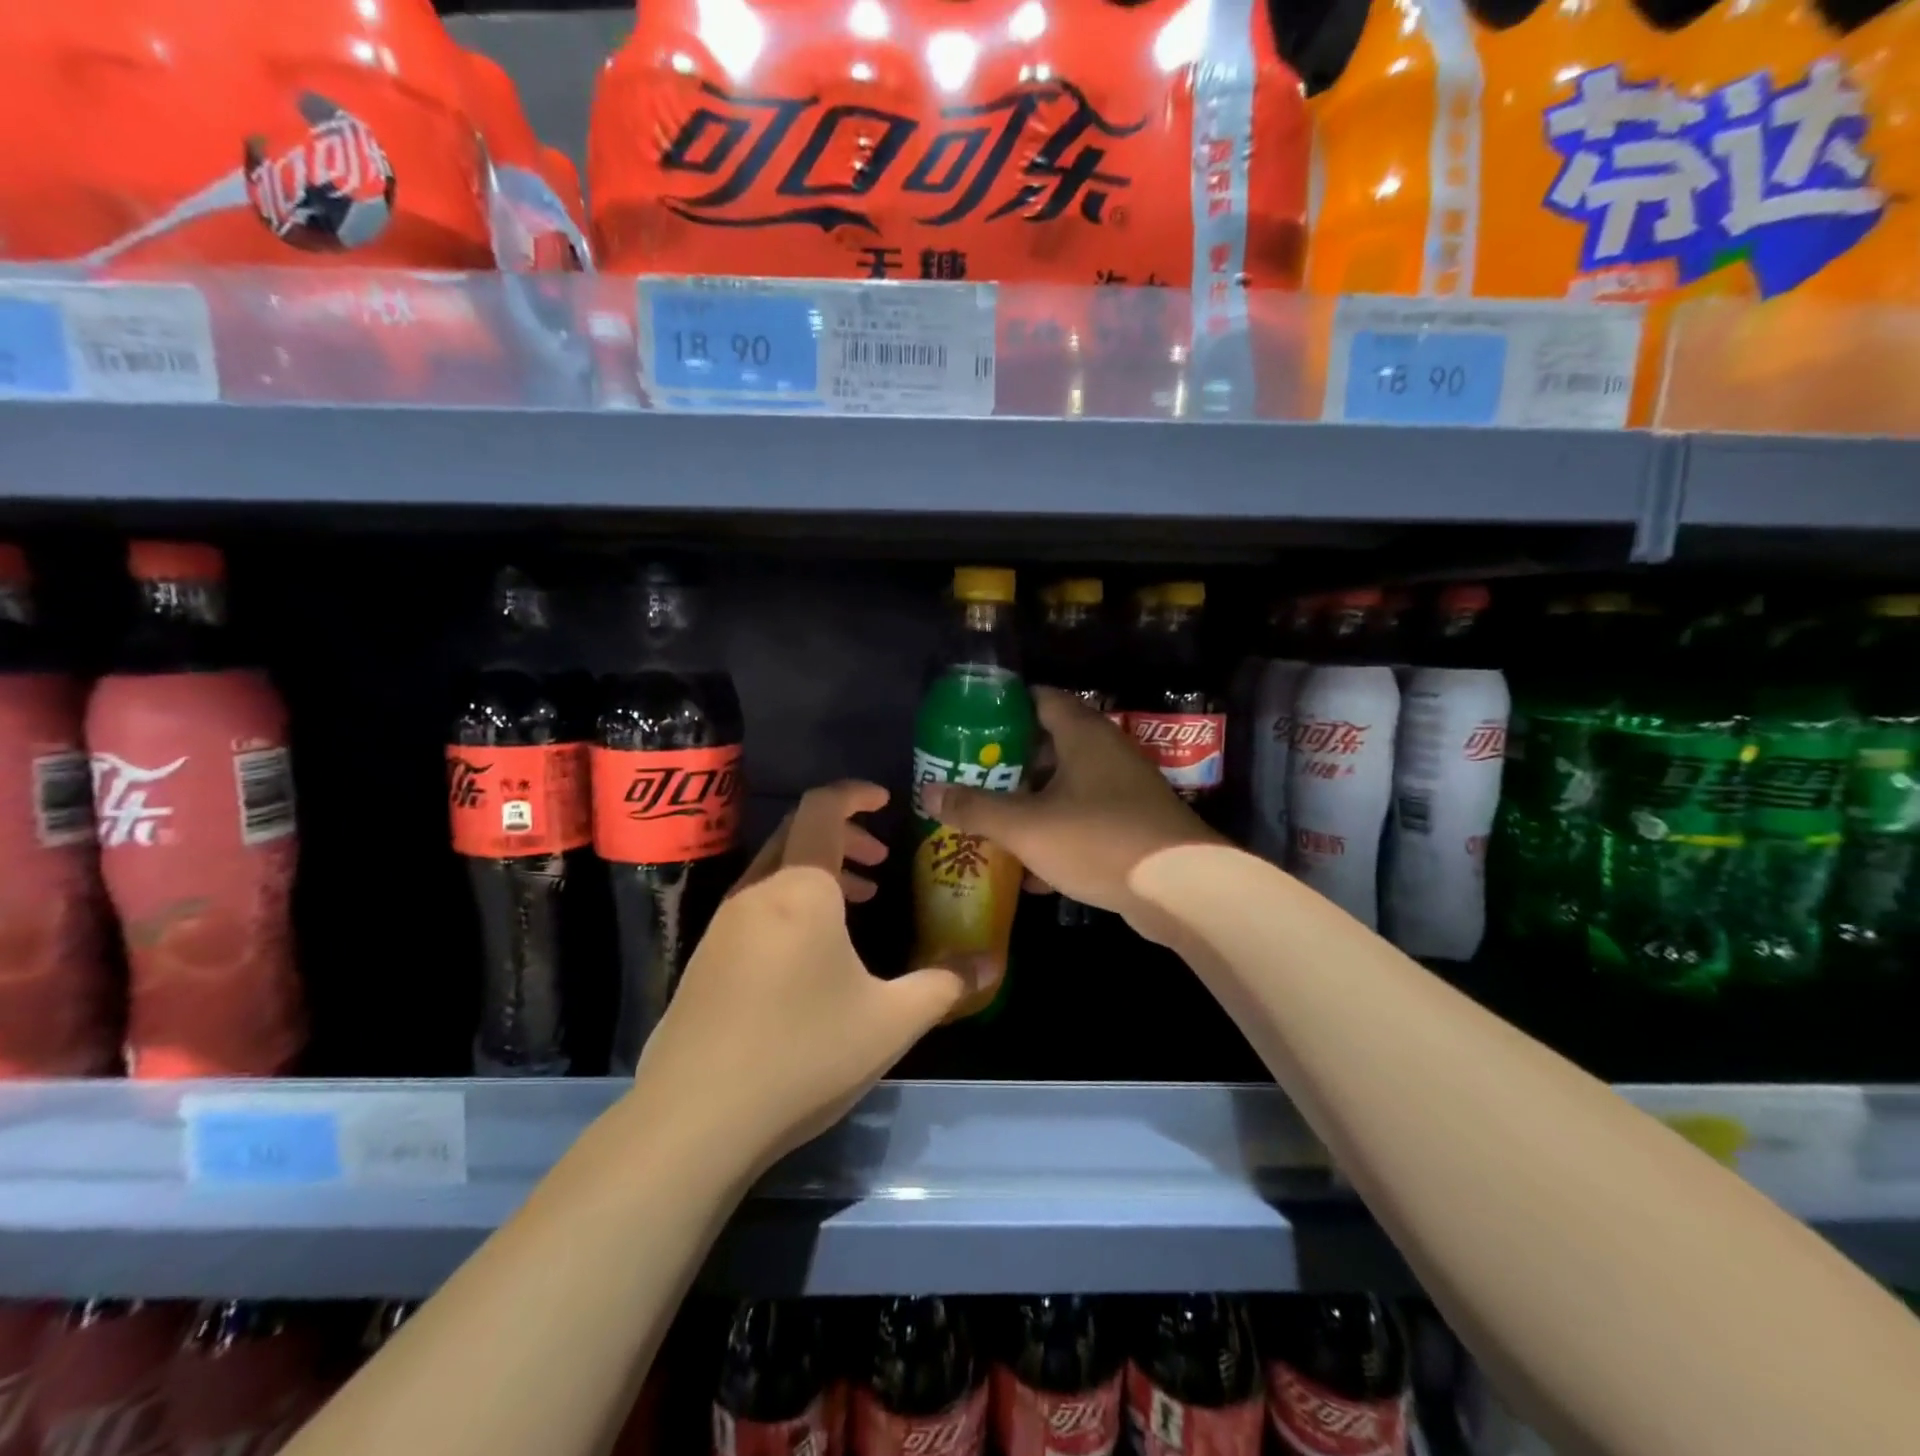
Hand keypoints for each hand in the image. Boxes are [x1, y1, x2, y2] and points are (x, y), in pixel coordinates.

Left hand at [634, 781, 993, 1168]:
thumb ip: (945, 984)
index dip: (854, 794)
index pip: (822, 808)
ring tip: (857, 901)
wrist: (692, 1121)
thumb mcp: (890, 1021)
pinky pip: (756, 904)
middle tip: (880, 861)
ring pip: (776, 870)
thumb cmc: (802, 1054)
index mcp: (801, 889)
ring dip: (818, 871)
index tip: (885, 800)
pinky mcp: (705, 959)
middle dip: (844, 835)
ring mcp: (723, 925)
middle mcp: (757, 892)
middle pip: (798, 834)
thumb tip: (992, 964)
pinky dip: (792, 902)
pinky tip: (812, 954)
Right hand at [920, 688, 1223, 940]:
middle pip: (1049, 746)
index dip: (1004, 707)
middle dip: (1009, 764)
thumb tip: (929, 792)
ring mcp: (1123, 790)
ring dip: (1030, 805)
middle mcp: (1105, 752)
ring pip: (1065, 788)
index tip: (970, 725)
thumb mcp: (1026, 825)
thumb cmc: (1097, 839)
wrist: (1180, 889)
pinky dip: (1056, 837)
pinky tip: (1029, 873)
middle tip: (971, 778)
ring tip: (989, 822)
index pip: (1040, 698)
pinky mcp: (1132, 826)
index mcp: (1082, 734)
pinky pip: (1083, 822)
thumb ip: (975, 808)